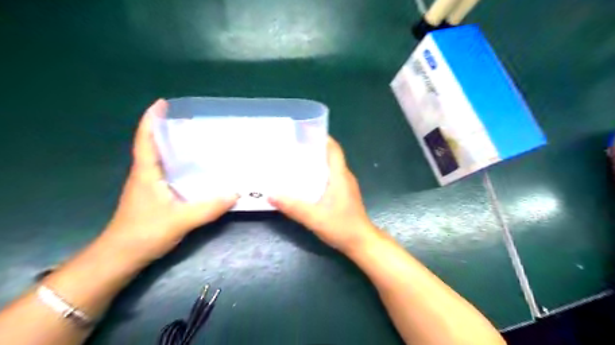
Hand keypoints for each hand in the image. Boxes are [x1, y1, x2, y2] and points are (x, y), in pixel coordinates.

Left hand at [102, 99, 235, 263]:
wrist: (121, 257)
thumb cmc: (144, 233)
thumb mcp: (180, 220)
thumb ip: (209, 207)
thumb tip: (236, 193)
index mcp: (146, 173)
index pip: (146, 140)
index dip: (151, 120)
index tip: (162, 103)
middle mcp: (145, 175)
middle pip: (154, 145)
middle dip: (168, 130)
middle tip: (192, 121)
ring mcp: (149, 186)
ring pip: (161, 160)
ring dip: (173, 147)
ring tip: (197, 141)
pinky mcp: (154, 196)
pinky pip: (168, 173)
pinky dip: (179, 165)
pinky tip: (196, 170)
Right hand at [270, 136, 380, 252]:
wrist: (361, 243)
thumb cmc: (341, 227)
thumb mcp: (314, 217)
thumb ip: (293, 206)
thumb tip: (270, 194)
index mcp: (340, 175)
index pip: (333, 149)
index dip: (322, 137)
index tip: (305, 132)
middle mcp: (344, 177)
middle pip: (329, 156)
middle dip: (313, 149)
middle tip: (292, 148)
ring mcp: (345, 186)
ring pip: (329, 168)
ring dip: (315, 163)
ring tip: (295, 163)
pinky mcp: (343, 195)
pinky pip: (330, 178)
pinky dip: (318, 175)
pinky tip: (305, 182)